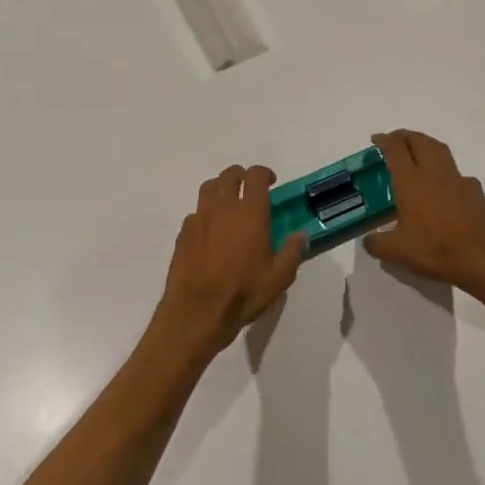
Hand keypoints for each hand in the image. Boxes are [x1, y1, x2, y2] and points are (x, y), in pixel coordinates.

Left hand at [151, 165, 305, 363]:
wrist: (198, 310)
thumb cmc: (243, 293)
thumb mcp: (279, 278)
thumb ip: (292, 252)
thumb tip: (300, 235)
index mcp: (250, 212)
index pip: (256, 176)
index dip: (264, 173)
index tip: (270, 182)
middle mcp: (223, 207)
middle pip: (229, 175)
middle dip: (241, 175)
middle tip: (248, 188)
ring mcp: (200, 217)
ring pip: (208, 188)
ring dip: (220, 188)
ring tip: (227, 202)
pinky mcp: (183, 232)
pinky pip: (195, 212)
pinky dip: (204, 213)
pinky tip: (210, 230)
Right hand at [364, 130, 484, 298]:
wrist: (483, 259)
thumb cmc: (436, 250)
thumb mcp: (397, 252)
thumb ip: (377, 244)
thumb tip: (369, 240)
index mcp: (411, 182)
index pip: (396, 149)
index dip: (385, 140)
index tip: (376, 140)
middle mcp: (435, 174)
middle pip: (420, 141)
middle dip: (406, 136)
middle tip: (395, 140)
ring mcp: (459, 181)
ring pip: (441, 151)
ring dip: (426, 146)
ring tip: (418, 154)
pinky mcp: (476, 192)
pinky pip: (458, 175)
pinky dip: (446, 173)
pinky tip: (445, 189)